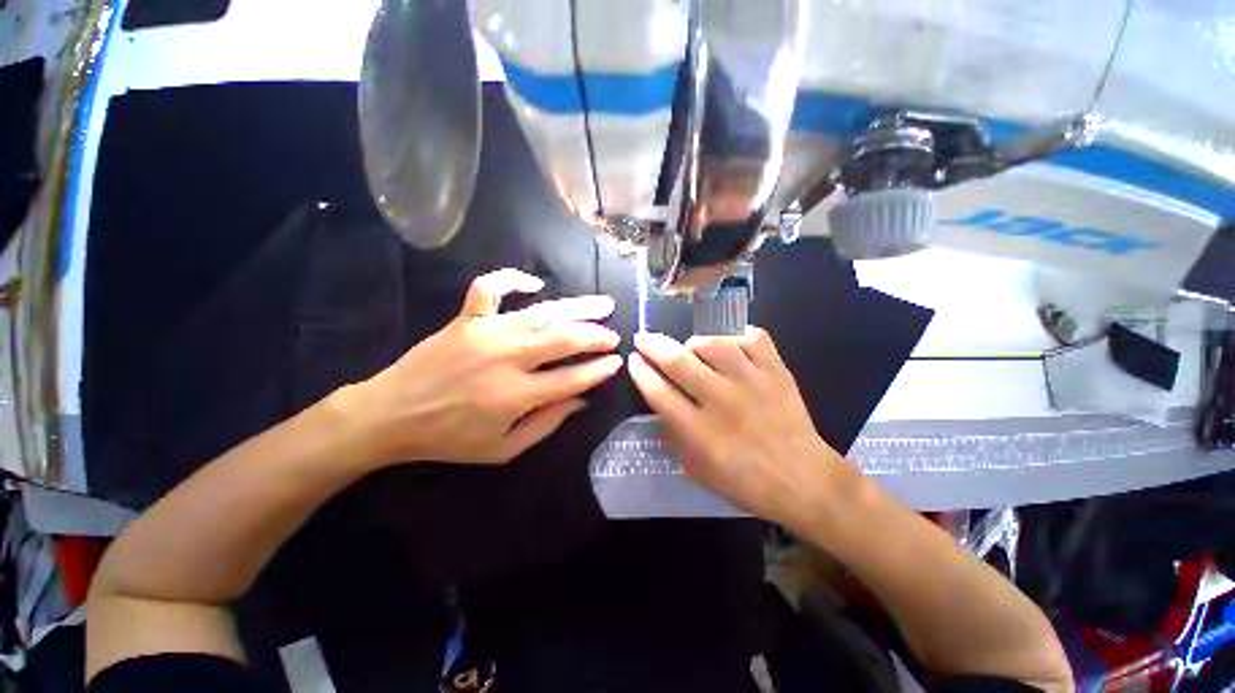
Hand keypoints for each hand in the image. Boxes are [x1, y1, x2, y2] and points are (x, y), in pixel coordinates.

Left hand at [349, 269, 622, 464]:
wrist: (390, 415)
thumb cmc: (449, 438)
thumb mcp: (503, 449)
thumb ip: (546, 424)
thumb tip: (581, 400)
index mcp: (516, 395)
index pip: (573, 378)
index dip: (599, 370)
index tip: (616, 363)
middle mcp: (507, 358)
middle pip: (564, 339)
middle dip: (596, 336)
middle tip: (614, 336)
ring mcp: (486, 332)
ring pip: (542, 313)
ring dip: (577, 308)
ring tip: (602, 305)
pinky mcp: (466, 318)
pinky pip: (489, 288)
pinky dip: (512, 279)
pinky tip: (534, 283)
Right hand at [628, 328, 857, 530]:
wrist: (804, 480)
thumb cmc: (746, 482)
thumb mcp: (697, 469)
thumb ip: (674, 436)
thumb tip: (660, 405)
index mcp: (699, 431)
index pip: (658, 391)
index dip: (640, 371)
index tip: (633, 359)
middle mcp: (722, 401)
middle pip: (678, 361)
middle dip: (653, 345)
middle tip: (644, 338)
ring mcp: (752, 382)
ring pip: (713, 344)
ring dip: (694, 342)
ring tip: (690, 347)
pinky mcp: (777, 372)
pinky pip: (752, 338)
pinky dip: (736, 336)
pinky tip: (729, 344)